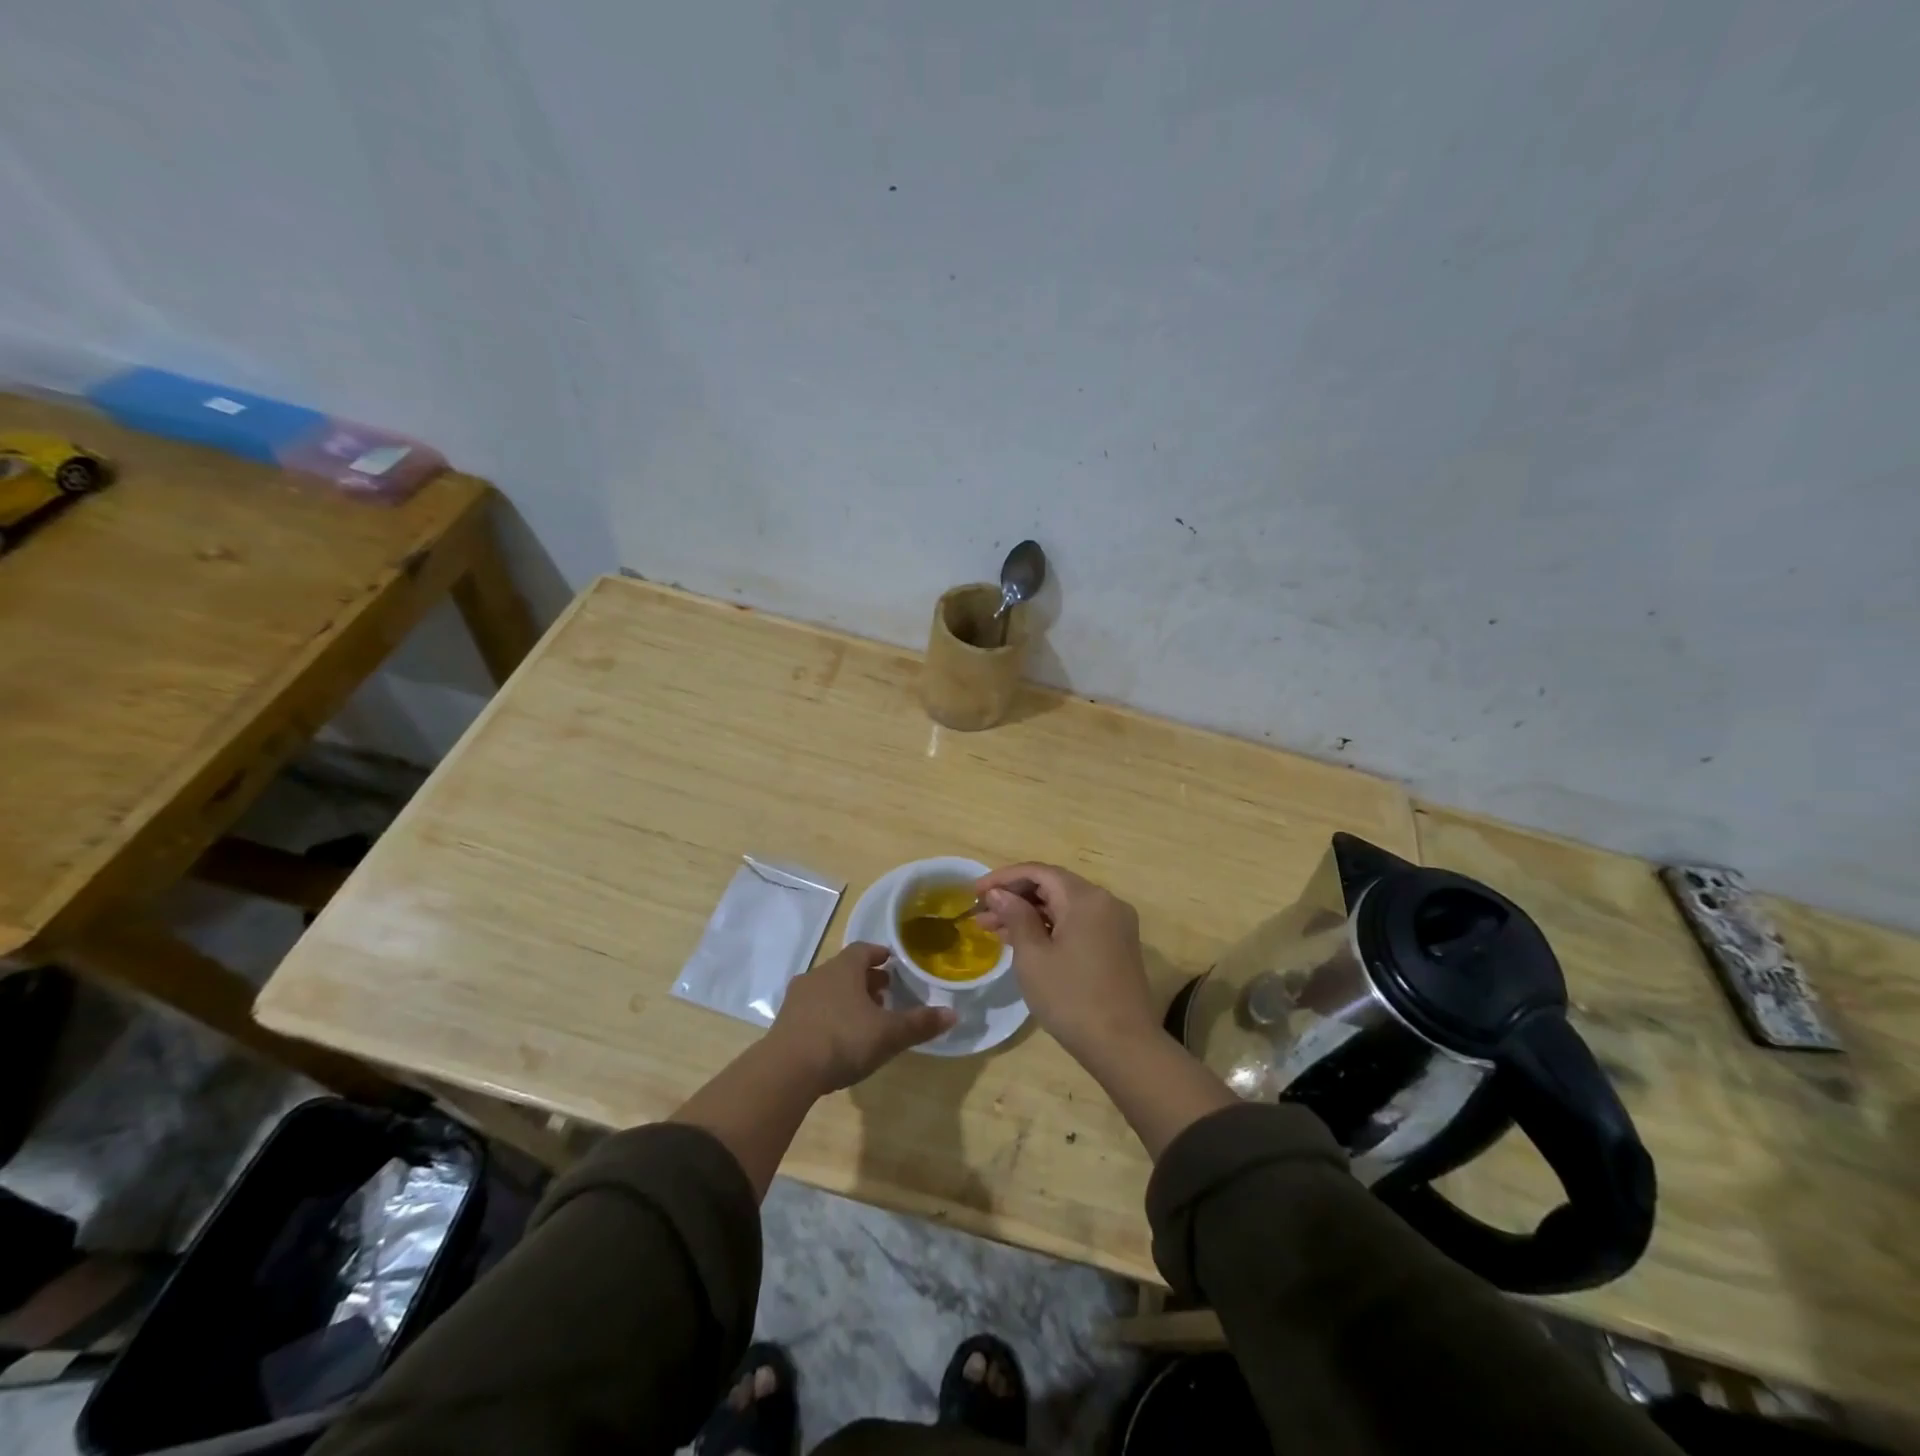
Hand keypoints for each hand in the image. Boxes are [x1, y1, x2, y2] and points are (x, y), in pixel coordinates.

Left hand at [768, 943, 954, 1093]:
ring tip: (863, 1017)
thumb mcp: (889, 1034)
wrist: (786, 1070)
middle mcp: (818, 975)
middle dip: (865, 979)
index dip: (879, 954)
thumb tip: (952, 1013)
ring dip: (846, 998)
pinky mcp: (784, 1023)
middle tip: (884, 993)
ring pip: (827, 989)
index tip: (891, 962)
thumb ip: (920, 1023)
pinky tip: (838, 1038)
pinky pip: (813, 1010)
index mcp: (844, 968)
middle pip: (845, 969)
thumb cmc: (844, 1040)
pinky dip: (828, 1015)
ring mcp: (798, 998)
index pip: (863, 949)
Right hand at [974, 863, 1159, 1059]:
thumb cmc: (1071, 999)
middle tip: (980, 914)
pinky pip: (1077, 924)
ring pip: (1064, 906)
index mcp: (1086, 898)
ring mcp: (1115, 924)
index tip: (974, 892)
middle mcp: (1105, 902)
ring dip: (1030, 913)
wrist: (1124, 1047)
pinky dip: (1050, 927)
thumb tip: (999, 893)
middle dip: (1015, 897)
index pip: (1039, 872)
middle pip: (1053, 886)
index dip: (1004, 878)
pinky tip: (1023, 941)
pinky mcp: (1117, 945)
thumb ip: (1015, 917)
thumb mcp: (1033, 957)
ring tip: (993, 929)